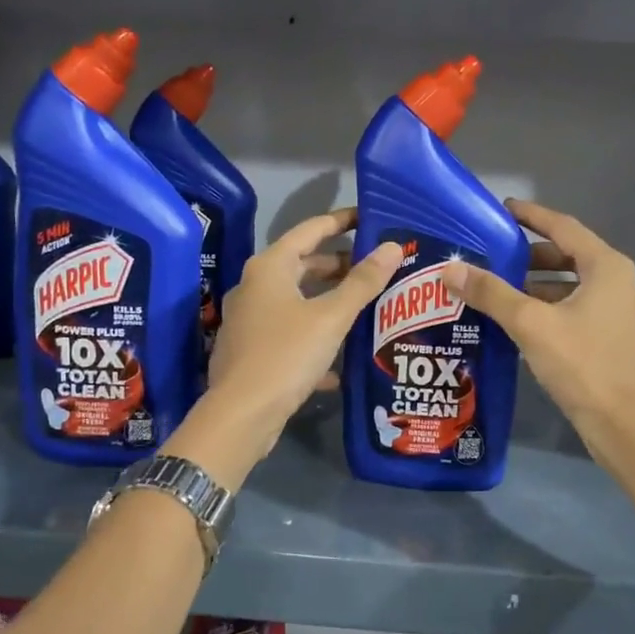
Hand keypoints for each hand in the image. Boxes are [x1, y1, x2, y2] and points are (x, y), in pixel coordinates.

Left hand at [201, 209, 401, 454]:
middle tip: (374, 269)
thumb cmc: (287, 354)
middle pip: (302, 265)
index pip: (310, 230)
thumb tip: (393, 247)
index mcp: (270, 268)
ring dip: (329, 303)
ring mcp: (249, 320)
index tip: (370, 218)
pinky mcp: (251, 351)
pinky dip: (315, 339)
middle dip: (338, 266)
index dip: (341, 221)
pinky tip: (340, 364)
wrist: (241, 414)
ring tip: (365, 309)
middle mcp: (254, 287)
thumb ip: (363, 282)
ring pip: (297, 302)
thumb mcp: (331, 317)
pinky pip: (290, 335)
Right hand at [438, 199, 634, 436]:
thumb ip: (491, 293)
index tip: (504, 210)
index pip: (564, 228)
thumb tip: (451, 269)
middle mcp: (626, 285)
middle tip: (501, 261)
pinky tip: (537, 331)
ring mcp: (631, 317)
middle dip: (536, 258)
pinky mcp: (628, 345)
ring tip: (510, 298)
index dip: (532, 216)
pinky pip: (589, 316)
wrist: (625, 424)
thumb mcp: (530, 324)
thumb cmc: (581, 364)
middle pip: (574, 259)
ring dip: (546, 289)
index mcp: (608, 268)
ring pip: (581, 291)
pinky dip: (562, 313)